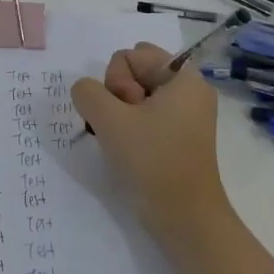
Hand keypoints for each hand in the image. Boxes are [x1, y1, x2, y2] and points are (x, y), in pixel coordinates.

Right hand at [73, 44, 273, 273]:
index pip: (131, 54)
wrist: (184, 218)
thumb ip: (87, 91)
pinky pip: (141, 116)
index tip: (126, 110)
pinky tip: (125, 148)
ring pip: (133, 95)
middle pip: (133, 72)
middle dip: (116, 94)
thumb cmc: (152, 160)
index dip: (118, 80)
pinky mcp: (175, 137)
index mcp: (183, 78)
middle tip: (124, 126)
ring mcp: (183, 116)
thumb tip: (86, 92)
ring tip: (123, 141)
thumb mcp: (109, 118)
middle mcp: (187, 91)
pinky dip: (127, 127)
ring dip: (117, 114)